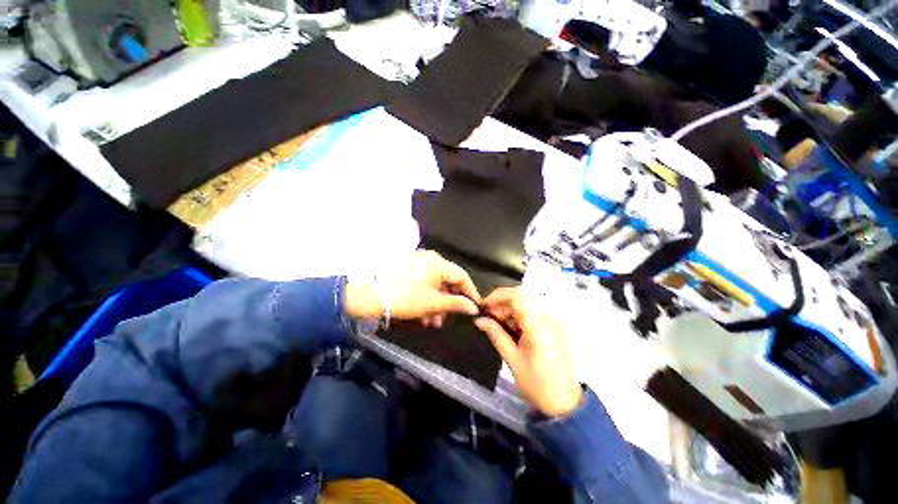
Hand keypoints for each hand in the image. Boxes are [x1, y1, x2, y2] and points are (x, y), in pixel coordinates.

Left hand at [345, 250, 480, 325]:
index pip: (462, 276)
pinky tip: (424, 314)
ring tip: (433, 321)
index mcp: (439, 263)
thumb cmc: (406, 298)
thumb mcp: (433, 303)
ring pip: (436, 284)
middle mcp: (430, 259)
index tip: (475, 306)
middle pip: (448, 280)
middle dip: (450, 301)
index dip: (470, 292)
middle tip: (449, 318)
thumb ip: (456, 304)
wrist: (370, 295)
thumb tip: (474, 307)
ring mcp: (418, 263)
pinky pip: (425, 283)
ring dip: (438, 303)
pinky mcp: (409, 269)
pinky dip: (428, 296)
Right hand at [475, 287, 581, 416]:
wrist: (564, 403)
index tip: (483, 306)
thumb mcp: (512, 359)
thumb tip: (479, 320)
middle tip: (488, 317)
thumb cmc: (537, 384)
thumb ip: (496, 334)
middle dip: (502, 303)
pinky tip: (511, 327)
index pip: (517, 296)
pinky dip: (519, 315)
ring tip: (497, 324)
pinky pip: (533, 311)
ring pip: (527, 303)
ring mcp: (554, 320)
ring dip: (510, 309)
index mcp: (539, 325)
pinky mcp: (555, 326)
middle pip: (522, 297)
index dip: (497, 297)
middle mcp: (549, 317)